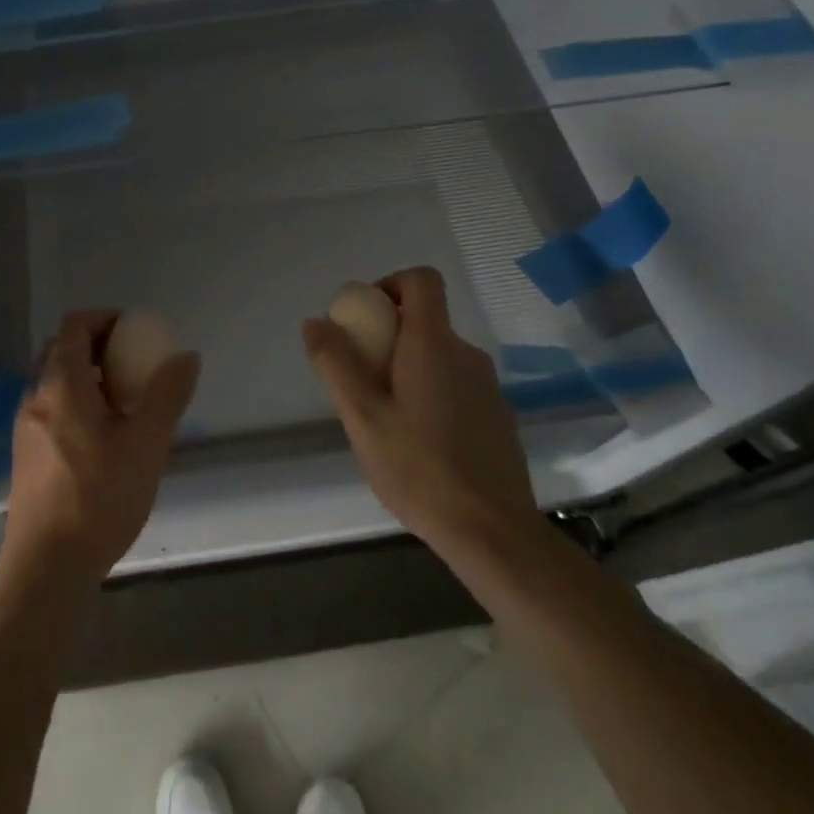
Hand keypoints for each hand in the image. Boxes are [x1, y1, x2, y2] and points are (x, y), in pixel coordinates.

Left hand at [1, 309, 199, 586]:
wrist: (46, 569)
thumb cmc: (98, 498)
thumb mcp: (146, 444)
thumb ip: (168, 395)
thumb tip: (186, 356)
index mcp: (61, 384)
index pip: (75, 325)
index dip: (105, 318)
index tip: (136, 333)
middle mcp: (36, 397)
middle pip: (62, 350)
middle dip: (98, 347)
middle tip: (133, 364)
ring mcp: (26, 427)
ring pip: (56, 382)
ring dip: (88, 378)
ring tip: (124, 403)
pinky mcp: (26, 455)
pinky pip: (52, 409)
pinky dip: (77, 404)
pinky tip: (103, 439)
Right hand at [302, 267, 543, 560]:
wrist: (493, 533)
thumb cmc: (419, 468)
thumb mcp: (362, 416)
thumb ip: (336, 363)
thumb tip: (315, 322)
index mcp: (434, 344)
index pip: (421, 280)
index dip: (390, 284)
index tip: (366, 319)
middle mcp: (466, 354)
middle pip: (426, 320)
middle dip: (389, 336)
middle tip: (362, 382)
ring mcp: (488, 386)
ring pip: (439, 356)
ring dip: (409, 369)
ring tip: (387, 419)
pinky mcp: (498, 417)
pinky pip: (456, 385)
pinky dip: (432, 394)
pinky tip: (420, 444)